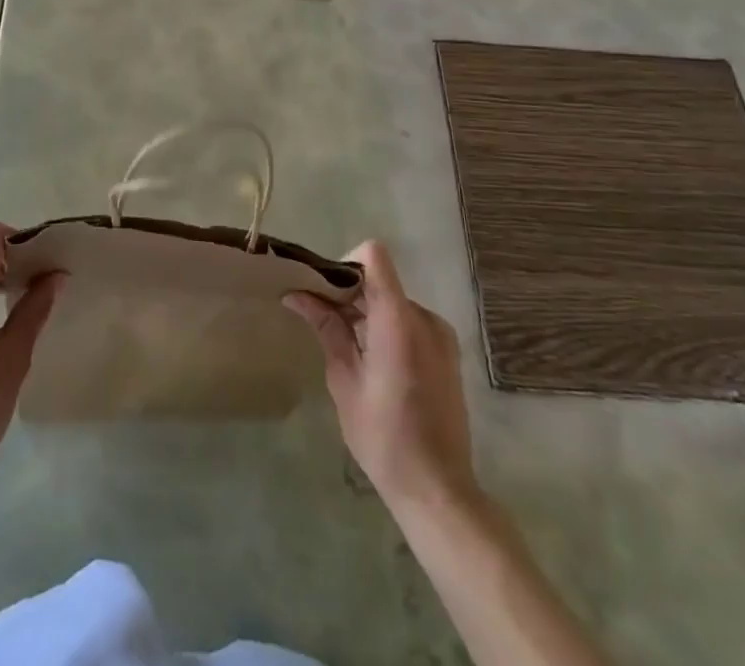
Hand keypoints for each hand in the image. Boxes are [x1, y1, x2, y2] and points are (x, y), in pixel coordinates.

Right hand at [285, 240, 477, 513]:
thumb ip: (326, 328)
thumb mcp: (344, 379)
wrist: (438, 489)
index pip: (373, 256)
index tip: (325, 291)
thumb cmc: (383, 436)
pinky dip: (386, 327)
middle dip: (348, 292)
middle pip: (380, 280)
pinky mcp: (447, 352)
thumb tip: (296, 294)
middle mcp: (424, 316)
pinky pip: (410, 321)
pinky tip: (373, 362)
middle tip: (320, 318)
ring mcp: (440, 334)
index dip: (345, 263)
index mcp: (398, 319)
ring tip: (345, 344)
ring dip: (367, 311)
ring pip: (394, 301)